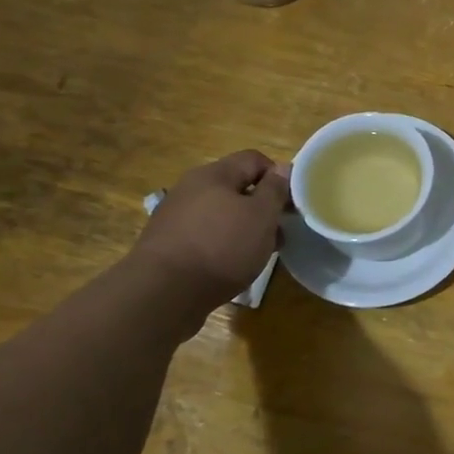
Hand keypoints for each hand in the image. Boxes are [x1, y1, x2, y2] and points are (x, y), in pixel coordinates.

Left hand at [128, 151, 289, 309]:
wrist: (162, 294)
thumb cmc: (221, 247)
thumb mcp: (261, 215)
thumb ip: (275, 189)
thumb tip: (282, 168)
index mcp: (213, 174)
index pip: (254, 159)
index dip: (278, 177)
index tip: (290, 204)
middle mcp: (190, 188)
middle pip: (236, 187)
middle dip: (261, 208)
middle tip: (277, 233)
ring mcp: (175, 217)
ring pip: (220, 214)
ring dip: (243, 228)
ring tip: (256, 254)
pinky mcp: (167, 245)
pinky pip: (204, 235)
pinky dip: (221, 245)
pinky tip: (229, 266)